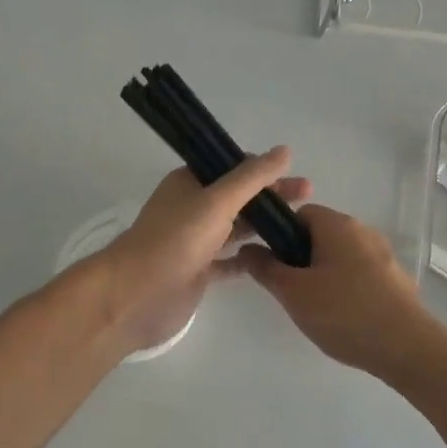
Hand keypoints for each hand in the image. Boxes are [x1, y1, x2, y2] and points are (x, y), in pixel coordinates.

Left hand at [94, 148, 310, 356]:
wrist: (137, 295)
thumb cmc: (175, 240)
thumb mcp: (216, 201)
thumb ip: (252, 178)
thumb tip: (284, 151)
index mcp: (190, 182)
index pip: (232, 167)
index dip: (263, 169)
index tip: (294, 173)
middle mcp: (193, 208)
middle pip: (239, 197)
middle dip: (271, 195)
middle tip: (309, 195)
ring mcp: (196, 241)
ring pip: (237, 228)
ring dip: (265, 225)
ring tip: (301, 225)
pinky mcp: (199, 272)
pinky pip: (231, 260)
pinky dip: (252, 257)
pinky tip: (278, 257)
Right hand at [235, 204, 446, 380]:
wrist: (406, 347)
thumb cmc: (343, 312)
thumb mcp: (293, 293)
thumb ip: (266, 268)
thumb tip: (247, 249)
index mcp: (337, 225)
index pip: (300, 213)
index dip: (281, 235)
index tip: (272, 265)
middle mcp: (363, 231)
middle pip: (321, 235)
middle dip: (301, 258)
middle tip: (290, 291)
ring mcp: (384, 255)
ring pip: (341, 256)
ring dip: (324, 275)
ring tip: (316, 308)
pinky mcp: (396, 279)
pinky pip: (361, 274)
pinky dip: (347, 288)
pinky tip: (343, 318)